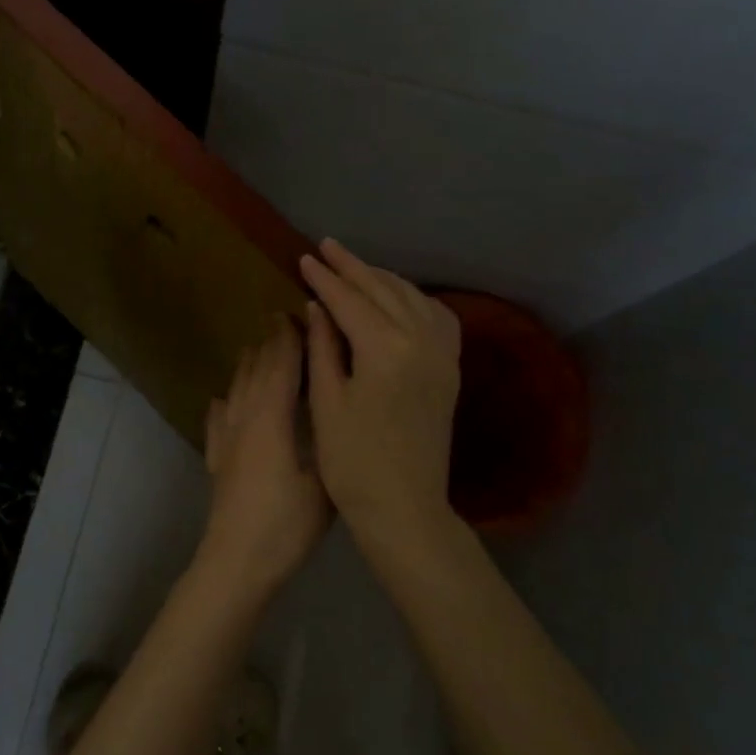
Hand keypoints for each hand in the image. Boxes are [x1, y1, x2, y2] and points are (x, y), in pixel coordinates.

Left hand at [198, 314, 331, 601]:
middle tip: (280, 322)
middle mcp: (244, 419)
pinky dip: (221, 404)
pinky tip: (219, 400)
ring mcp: (226, 440)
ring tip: (254, 350)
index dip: (289, 340)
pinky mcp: (217, 461)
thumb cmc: (287, 523)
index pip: (280, 366)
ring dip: (246, 367)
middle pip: (255, 372)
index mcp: (272, 418)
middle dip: (268, 345)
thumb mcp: (324, 481)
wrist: (236, 560)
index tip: (298, 315)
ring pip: (234, 390)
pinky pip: (216, 421)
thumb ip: (327, 440)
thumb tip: (334, 409)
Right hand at [301, 239, 463, 550]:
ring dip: (383, 278)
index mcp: (386, 350)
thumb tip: (316, 306)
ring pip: (413, 298)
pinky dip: (415, 299)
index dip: (325, 279)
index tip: (304, 258)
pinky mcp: (450, 370)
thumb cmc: (352, 462)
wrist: (404, 507)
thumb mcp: (327, 402)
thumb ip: (323, 347)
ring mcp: (443, 355)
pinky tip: (400, 298)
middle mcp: (422, 342)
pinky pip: (438, 318)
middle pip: (384, 290)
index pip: (350, 301)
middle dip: (353, 267)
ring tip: (356, 267)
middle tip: (327, 247)